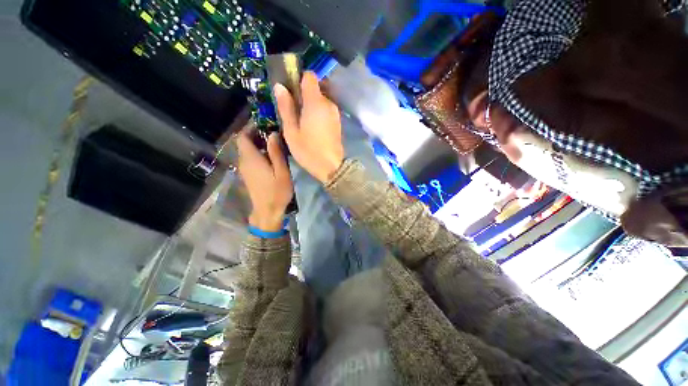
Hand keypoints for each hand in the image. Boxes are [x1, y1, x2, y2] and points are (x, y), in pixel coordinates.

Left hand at [236, 129, 293, 231]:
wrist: (267, 211)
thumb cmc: (277, 192)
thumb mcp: (281, 172)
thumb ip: (276, 152)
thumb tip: (273, 134)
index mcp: (251, 159)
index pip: (243, 137)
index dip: (251, 128)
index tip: (265, 125)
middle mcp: (244, 162)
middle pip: (244, 143)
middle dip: (256, 135)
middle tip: (273, 135)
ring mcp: (244, 169)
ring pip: (247, 151)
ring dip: (258, 145)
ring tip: (274, 145)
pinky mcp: (248, 175)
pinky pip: (249, 159)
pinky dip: (257, 153)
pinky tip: (270, 158)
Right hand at [274, 71, 344, 182]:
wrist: (331, 167)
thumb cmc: (308, 150)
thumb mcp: (291, 131)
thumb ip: (286, 107)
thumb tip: (280, 86)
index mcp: (316, 102)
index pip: (310, 76)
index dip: (298, 78)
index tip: (290, 90)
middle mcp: (328, 103)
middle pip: (315, 88)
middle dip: (303, 94)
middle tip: (293, 109)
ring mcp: (335, 113)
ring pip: (321, 100)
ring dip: (311, 104)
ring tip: (301, 120)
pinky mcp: (338, 122)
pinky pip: (326, 110)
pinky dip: (318, 112)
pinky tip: (312, 126)